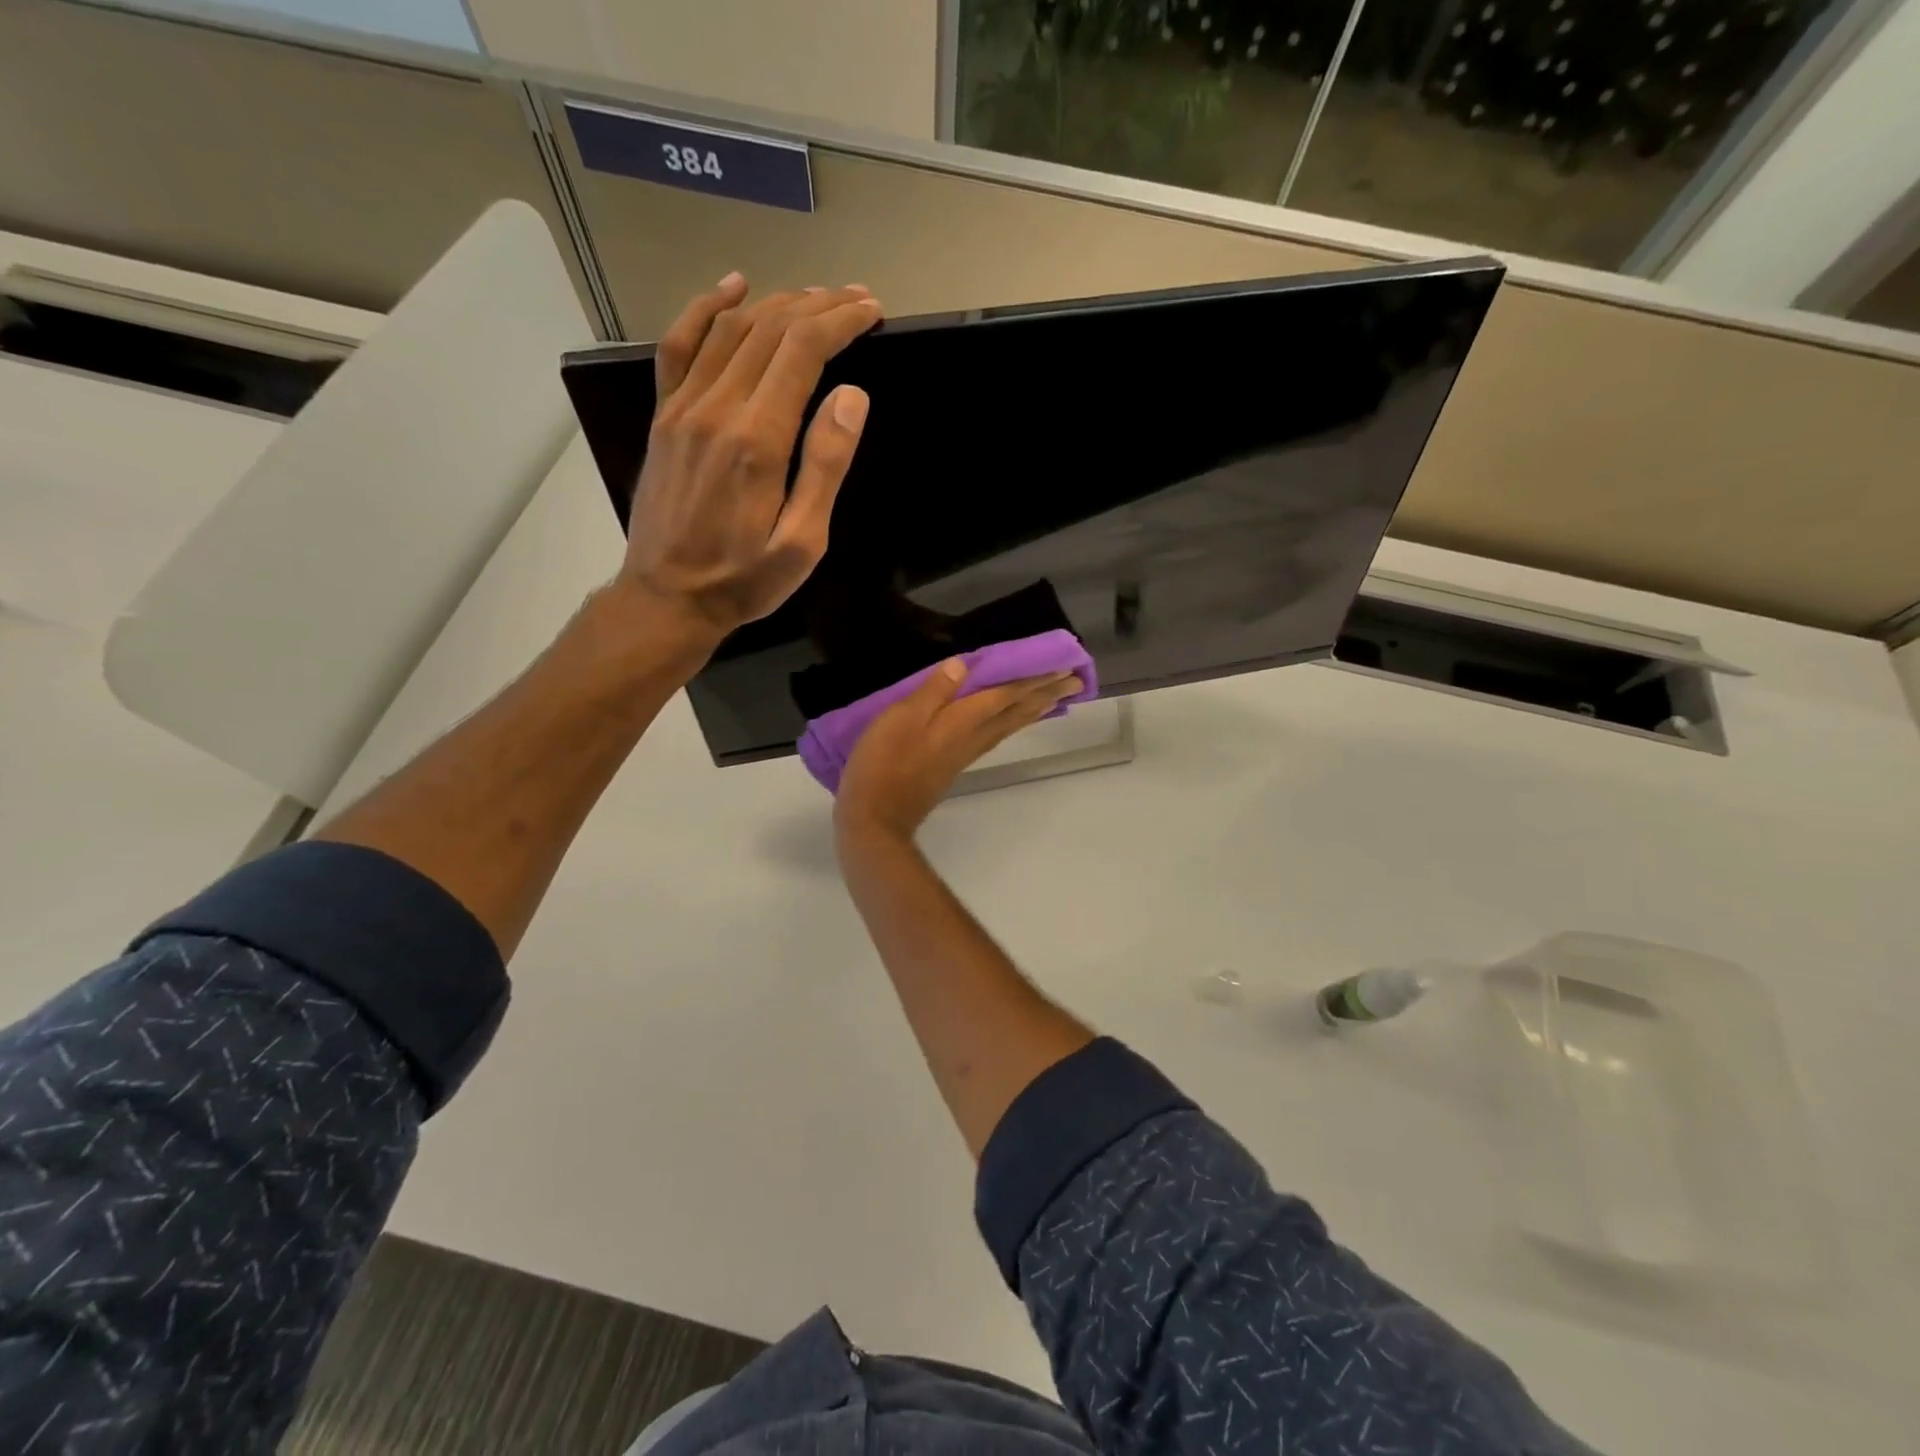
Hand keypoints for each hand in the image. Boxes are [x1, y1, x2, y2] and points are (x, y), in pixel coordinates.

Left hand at [621, 274, 880, 639]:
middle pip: (769, 330)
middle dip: (817, 306)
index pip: (802, 351)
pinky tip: (733, 288)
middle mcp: (717, 408)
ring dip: (775, 303)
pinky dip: (706, 308)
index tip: (871, 311)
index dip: (840, 321)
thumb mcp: (803, 541)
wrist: (668, 597)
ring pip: (729, 328)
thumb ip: (825, 466)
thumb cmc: (745, 580)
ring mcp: (682, 407)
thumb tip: (851, 395)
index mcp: (757, 440)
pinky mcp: (664, 416)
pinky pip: (680, 345)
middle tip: (856, 299)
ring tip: (814, 297)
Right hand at [835, 660, 1084, 843]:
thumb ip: (933, 692)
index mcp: (961, 722)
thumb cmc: (883, 764)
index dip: (1033, 680)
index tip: (1063, 668)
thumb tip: (962, 666)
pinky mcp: (953, 766)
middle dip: (1045, 694)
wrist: (875, 818)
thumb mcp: (901, 718)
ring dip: (1033, 710)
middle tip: (1076, 681)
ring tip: (1054, 699)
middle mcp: (971, 738)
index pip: (1005, 695)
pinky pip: (994, 737)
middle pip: (1015, 712)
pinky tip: (1009, 722)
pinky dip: (1010, 724)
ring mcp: (963, 754)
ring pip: (1008, 726)